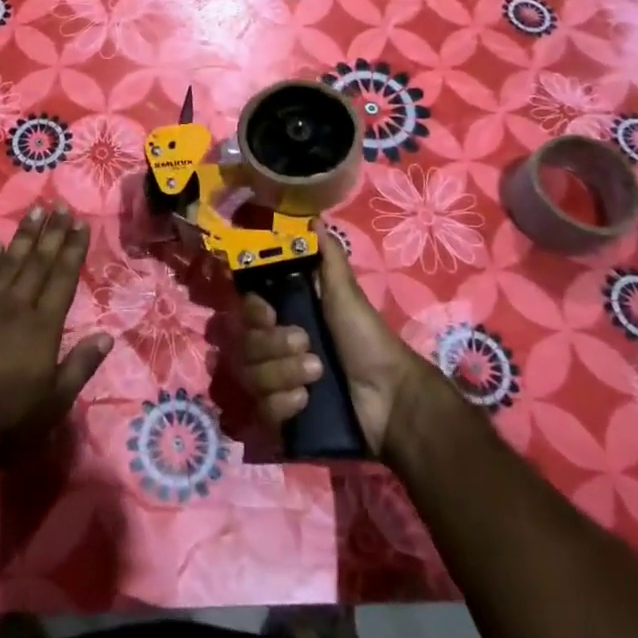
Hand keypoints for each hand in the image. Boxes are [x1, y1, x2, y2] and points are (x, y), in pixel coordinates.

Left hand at [0, 204, 110, 486]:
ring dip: (23, 236)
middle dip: (52, 233)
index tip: (81, 223)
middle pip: (37, 262)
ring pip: (8, 263)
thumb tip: (107, 336)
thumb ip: (81, 366)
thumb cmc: (7, 421)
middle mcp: (15, 307)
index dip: (73, 249)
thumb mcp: (55, 402)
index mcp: (43, 326)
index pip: (63, 277)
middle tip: (60, 206)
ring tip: (35, 212)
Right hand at [240, 219, 442, 455]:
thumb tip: (315, 218)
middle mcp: (276, 350)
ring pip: (252, 376)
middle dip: (275, 346)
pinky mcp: (283, 418)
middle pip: (246, 345)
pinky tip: (307, 402)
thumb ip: (327, 258)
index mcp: (287, 318)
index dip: (254, 312)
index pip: (248, 311)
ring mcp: (278, 385)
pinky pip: (263, 409)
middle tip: (308, 346)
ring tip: (317, 375)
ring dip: (284, 374)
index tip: (270, 313)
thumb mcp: (345, 293)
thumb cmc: (367, 339)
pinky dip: (284, 404)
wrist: (390, 397)